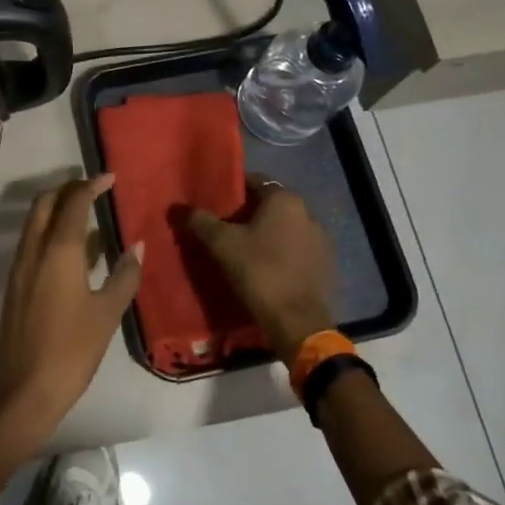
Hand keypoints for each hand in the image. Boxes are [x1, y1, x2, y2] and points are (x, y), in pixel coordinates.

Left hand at [0, 175, 142, 440]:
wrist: (24, 390)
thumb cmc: (71, 350)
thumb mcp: (107, 313)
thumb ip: (124, 275)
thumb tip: (137, 246)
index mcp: (57, 251)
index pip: (73, 202)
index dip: (91, 185)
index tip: (110, 177)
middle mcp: (33, 250)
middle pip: (45, 202)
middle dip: (68, 188)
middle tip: (94, 190)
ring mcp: (19, 267)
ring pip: (34, 221)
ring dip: (56, 208)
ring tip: (86, 214)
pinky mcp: (14, 284)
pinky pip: (31, 241)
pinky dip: (49, 230)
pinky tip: (72, 250)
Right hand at [189, 177, 335, 362]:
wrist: (297, 322)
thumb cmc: (259, 272)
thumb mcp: (221, 244)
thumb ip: (200, 221)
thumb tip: (179, 208)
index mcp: (285, 200)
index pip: (253, 182)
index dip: (231, 191)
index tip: (214, 205)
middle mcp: (308, 213)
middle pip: (269, 205)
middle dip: (247, 214)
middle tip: (224, 229)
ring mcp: (321, 240)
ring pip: (284, 228)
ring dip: (266, 234)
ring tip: (243, 250)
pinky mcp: (326, 264)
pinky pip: (297, 250)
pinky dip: (281, 253)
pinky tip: (266, 268)